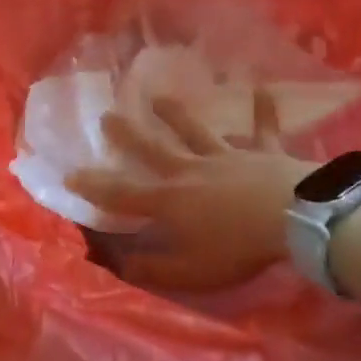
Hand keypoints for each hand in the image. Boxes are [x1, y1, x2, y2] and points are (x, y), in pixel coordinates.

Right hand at [68, 91, 310, 289]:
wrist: (291, 218)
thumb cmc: (237, 248)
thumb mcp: (190, 271)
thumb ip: (153, 269)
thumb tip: (117, 264)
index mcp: (171, 201)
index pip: (123, 193)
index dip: (95, 185)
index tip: (70, 172)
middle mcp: (192, 170)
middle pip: (154, 149)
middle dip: (128, 135)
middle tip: (107, 115)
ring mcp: (227, 156)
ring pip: (197, 131)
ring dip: (177, 113)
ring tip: (158, 97)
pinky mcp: (262, 152)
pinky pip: (262, 129)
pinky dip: (263, 110)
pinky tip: (262, 88)